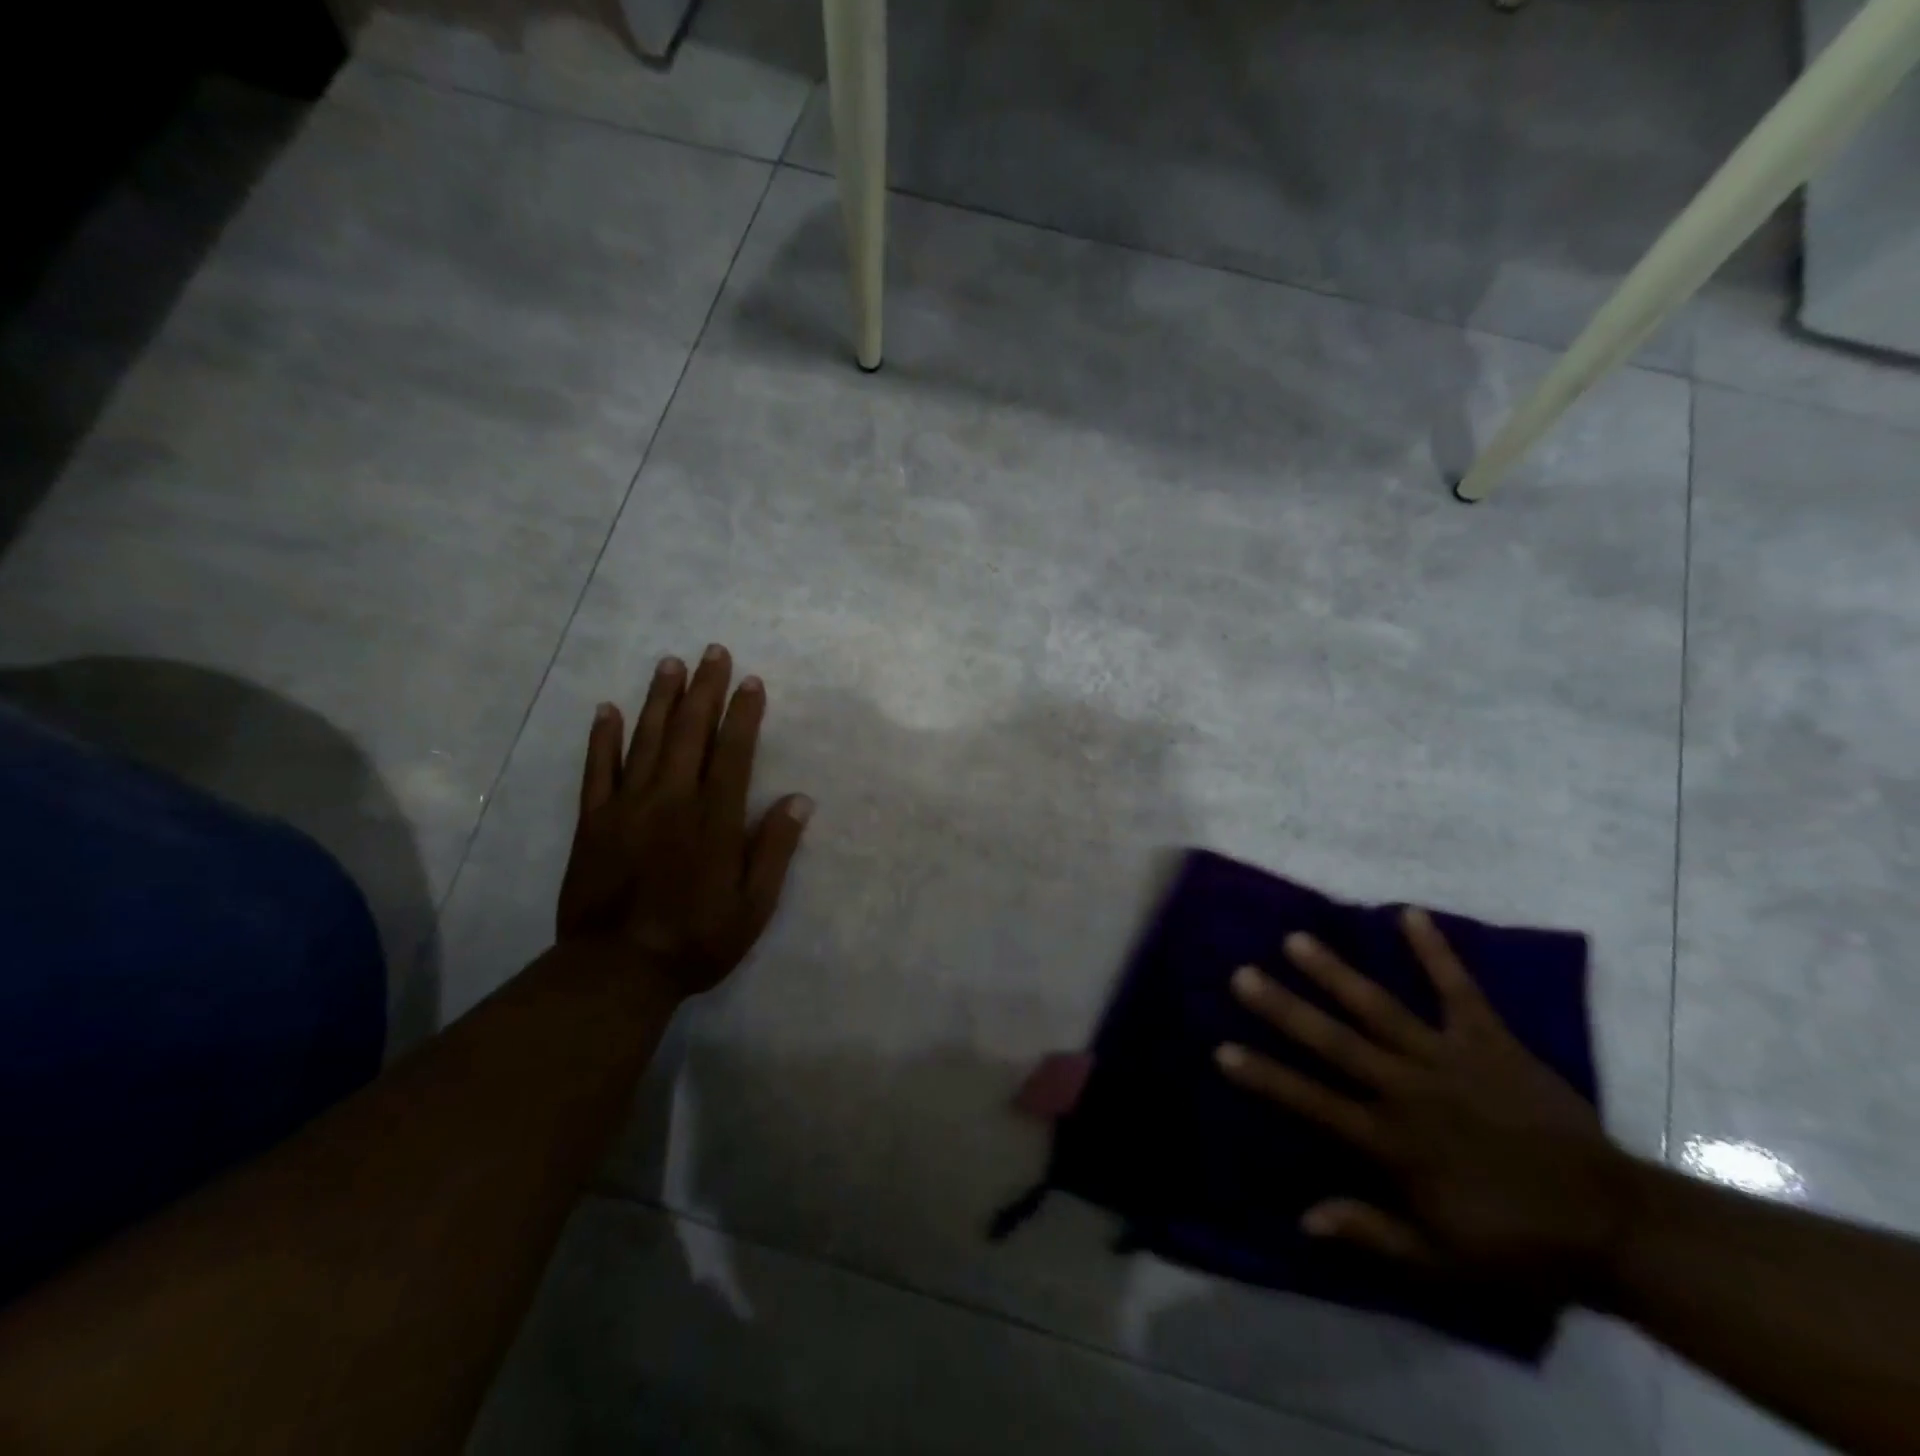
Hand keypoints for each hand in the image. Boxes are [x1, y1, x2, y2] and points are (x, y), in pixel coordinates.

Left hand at [557, 645, 812, 997]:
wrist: (616, 971)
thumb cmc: (696, 939)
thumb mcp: (753, 906)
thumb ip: (774, 849)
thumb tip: (799, 800)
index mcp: (714, 819)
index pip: (734, 752)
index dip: (744, 714)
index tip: (751, 681)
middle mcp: (672, 800)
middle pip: (690, 732)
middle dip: (704, 689)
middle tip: (712, 651)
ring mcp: (627, 806)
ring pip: (646, 740)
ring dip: (660, 699)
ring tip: (669, 663)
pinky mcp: (593, 821)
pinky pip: (596, 769)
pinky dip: (602, 738)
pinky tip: (607, 709)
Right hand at [1216, 907, 1634, 1306]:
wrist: (1615, 1226)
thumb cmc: (1517, 1243)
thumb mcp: (1442, 1262)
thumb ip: (1373, 1233)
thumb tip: (1304, 1217)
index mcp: (1393, 1142)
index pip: (1314, 1103)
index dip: (1267, 1076)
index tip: (1222, 1049)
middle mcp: (1409, 1089)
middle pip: (1336, 1043)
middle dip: (1286, 1008)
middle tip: (1243, 974)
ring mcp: (1450, 1058)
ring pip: (1381, 1008)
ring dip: (1336, 973)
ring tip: (1296, 940)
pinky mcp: (1490, 1040)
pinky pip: (1460, 989)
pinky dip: (1436, 951)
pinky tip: (1409, 913)